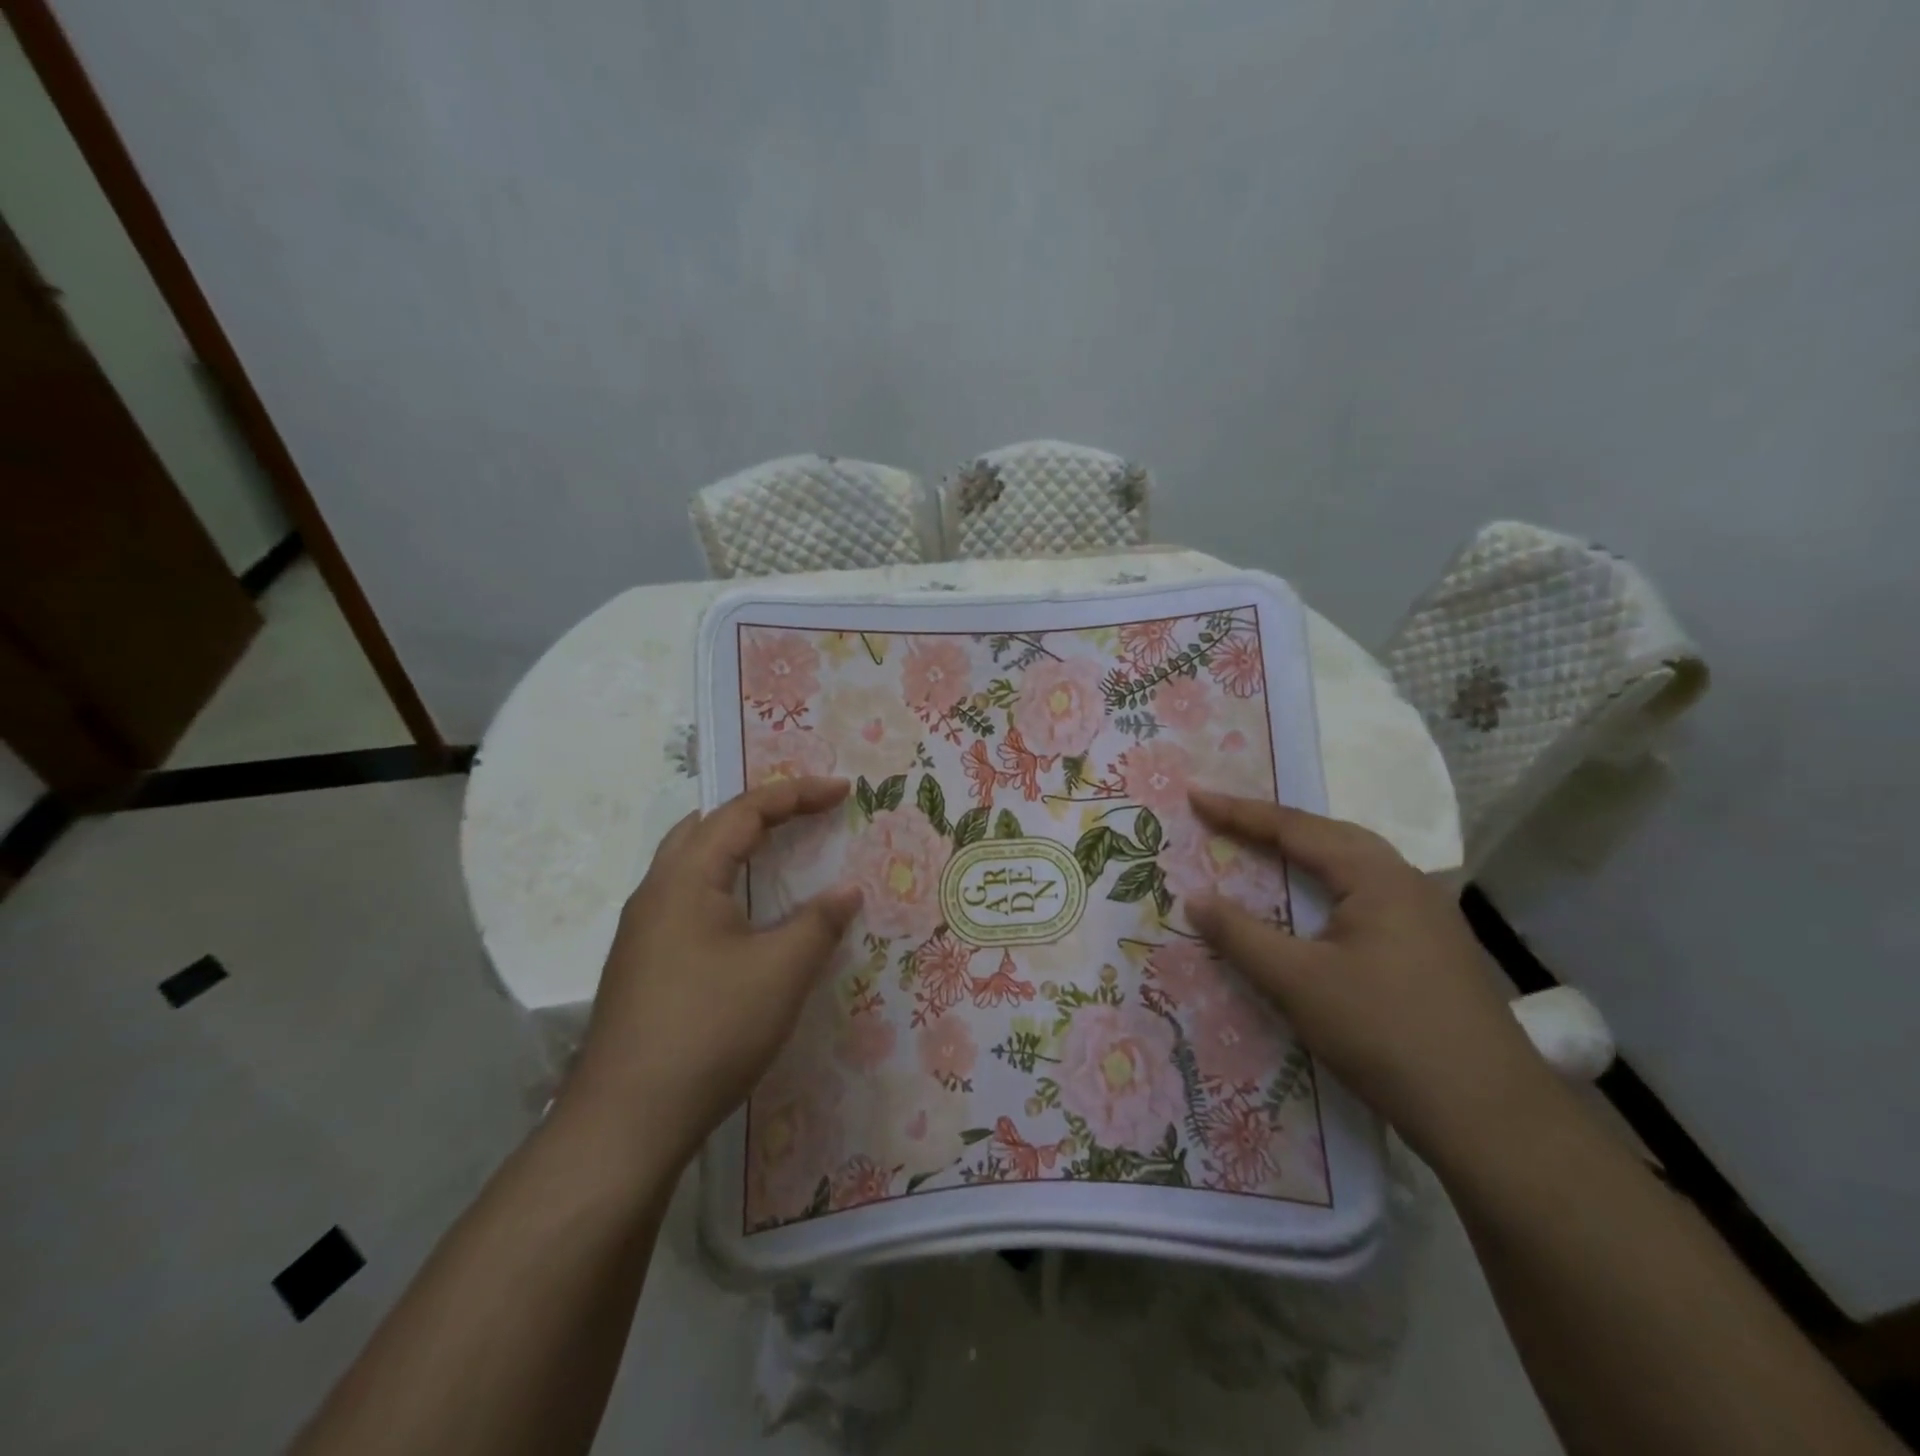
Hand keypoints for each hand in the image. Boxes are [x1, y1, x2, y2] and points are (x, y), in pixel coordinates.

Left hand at [567, 778, 861, 1169]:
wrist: (625, 1122)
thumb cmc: (710, 1030)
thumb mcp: (780, 972)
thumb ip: (819, 923)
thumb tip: (846, 892)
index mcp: (686, 878)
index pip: (744, 811)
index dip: (797, 794)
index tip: (843, 792)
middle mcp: (656, 891)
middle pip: (708, 825)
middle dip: (761, 810)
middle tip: (806, 813)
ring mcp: (643, 930)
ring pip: (692, 862)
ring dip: (737, 846)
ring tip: (780, 852)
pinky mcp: (642, 963)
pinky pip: (688, 897)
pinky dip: (725, 883)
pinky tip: (747, 916)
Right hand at [1183, 789, 1556, 1160]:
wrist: (1490, 1116)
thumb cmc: (1384, 1034)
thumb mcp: (1297, 983)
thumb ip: (1241, 936)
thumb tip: (1195, 898)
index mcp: (1376, 877)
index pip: (1295, 829)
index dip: (1240, 812)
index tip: (1196, 796)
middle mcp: (1407, 882)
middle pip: (1330, 835)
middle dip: (1274, 824)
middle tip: (1225, 817)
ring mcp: (1428, 915)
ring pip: (1354, 864)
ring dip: (1305, 851)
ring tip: (1264, 847)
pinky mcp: (1434, 947)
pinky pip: (1368, 893)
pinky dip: (1328, 883)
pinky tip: (1317, 903)